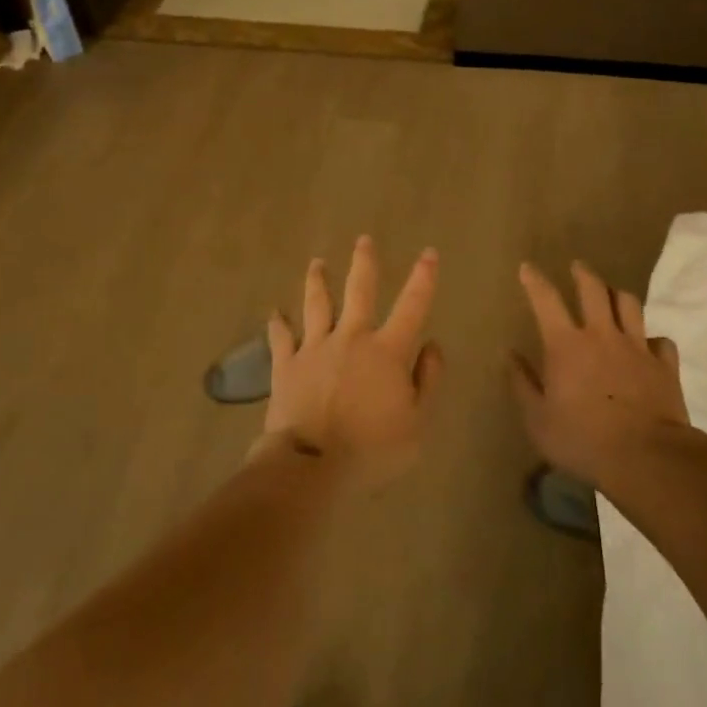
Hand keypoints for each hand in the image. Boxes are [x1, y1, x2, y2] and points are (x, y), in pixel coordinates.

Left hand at [260, 237, 443, 486]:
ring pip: (317, 304)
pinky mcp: (287, 365)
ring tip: (316, 263)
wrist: (313, 466)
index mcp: (387, 351)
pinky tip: (274, 312)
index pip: (412, 305)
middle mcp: (352, 338)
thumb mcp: (417, 424)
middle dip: (364, 263)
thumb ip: (428, 381)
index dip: (423, 278)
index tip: (428, 253)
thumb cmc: (372, 450)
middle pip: (358, 290)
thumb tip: (432, 345)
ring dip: (317, 282)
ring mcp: (315, 348)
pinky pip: (281, 337)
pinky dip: (278, 323)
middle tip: (363, 240)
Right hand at [509, 260, 691, 490]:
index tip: (527, 267)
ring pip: (629, 304)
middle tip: (577, 267)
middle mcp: (601, 335)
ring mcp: (636, 347)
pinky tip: (649, 345)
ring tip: (613, 295)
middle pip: (593, 289)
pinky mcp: (664, 365)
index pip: (545, 300)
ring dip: (618, 296)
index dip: (534, 280)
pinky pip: (660, 341)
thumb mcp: (538, 420)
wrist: (647, 458)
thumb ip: (522, 383)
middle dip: (583, 274)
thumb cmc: (583, 440)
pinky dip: (653, 339)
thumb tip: (509, 354)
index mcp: (566, 344)